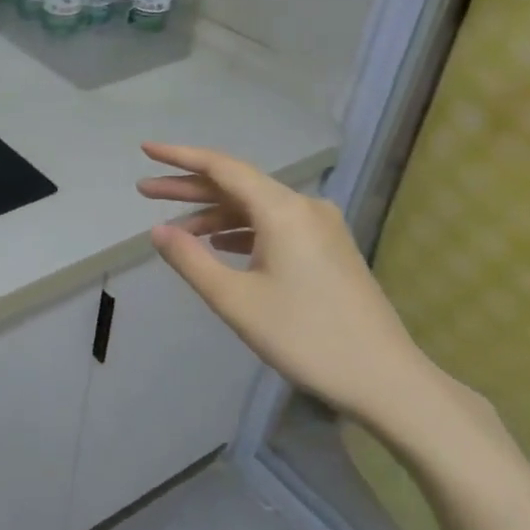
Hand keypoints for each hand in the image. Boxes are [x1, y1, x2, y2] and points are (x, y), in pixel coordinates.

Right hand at [137, 142, 462, 441]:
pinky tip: (219, 245)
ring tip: (174, 225)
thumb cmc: (304, 336)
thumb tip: (158, 230)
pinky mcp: (329, 250)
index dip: (180, 156)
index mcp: (283, 211)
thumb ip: (191, 259)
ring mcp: (321, 228)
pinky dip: (241, 230)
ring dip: (214, 213)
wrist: (386, 379)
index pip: (223, 168)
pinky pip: (274, 226)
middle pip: (237, 185)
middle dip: (189, 187)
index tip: (146, 149)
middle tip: (143, 189)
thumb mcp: (235, 299)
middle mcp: (305, 208)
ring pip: (256, 208)